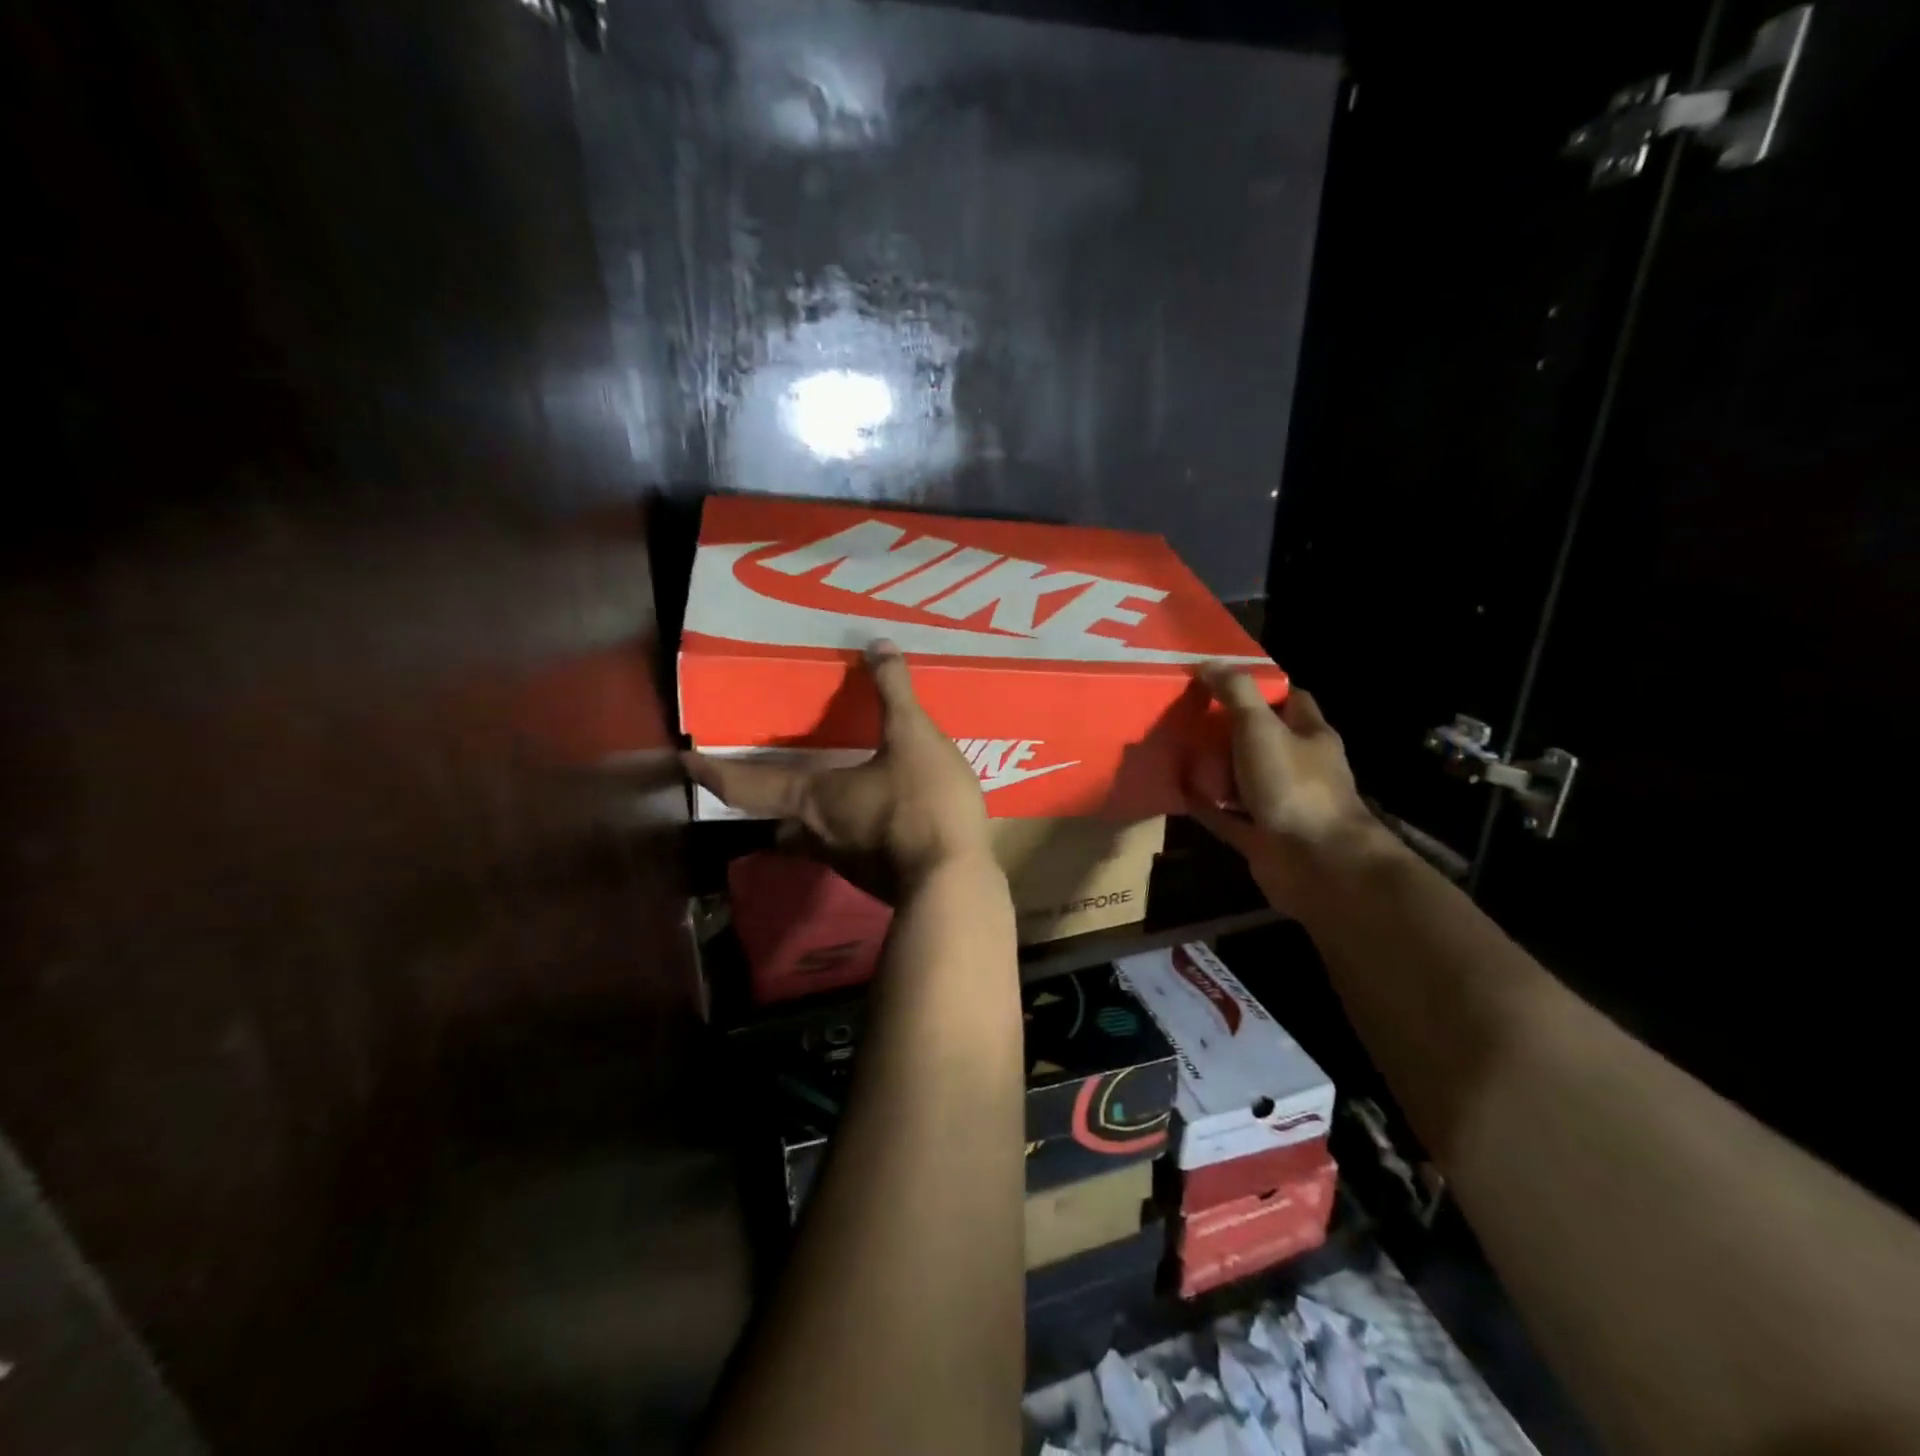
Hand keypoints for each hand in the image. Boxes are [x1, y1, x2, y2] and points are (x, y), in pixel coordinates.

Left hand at [682, 640, 991, 892]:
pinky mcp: (877, 879)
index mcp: (813, 798)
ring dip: (815, 817)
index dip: (712, 773)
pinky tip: (883, 816)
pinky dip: (857, 832)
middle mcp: (818, 835)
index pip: (745, 786)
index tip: (686, 762)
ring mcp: (847, 864)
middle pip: (778, 821)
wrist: (954, 884)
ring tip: (838, 790)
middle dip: (772, 802)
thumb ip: (894, 692)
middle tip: (779, 779)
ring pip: (815, 840)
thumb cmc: (921, 805)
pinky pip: (853, 850)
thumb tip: (877, 646)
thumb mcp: (914, 738)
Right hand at [1188, 667, 1378, 915]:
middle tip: (1184, 711)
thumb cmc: (1294, 786)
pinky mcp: (1259, 835)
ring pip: (1241, 777)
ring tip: (1174, 747)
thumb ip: (1235, 694)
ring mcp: (1279, 802)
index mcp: (1309, 735)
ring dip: (1213, 766)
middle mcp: (1297, 766)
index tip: (1219, 677)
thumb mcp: (1261, 728)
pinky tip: (1176, 790)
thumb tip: (1207, 663)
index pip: (1288, 698)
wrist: (1315, 863)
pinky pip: (1224, 814)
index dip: (1258, 685)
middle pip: (1260, 738)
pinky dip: (1203, 804)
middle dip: (1226, 726)